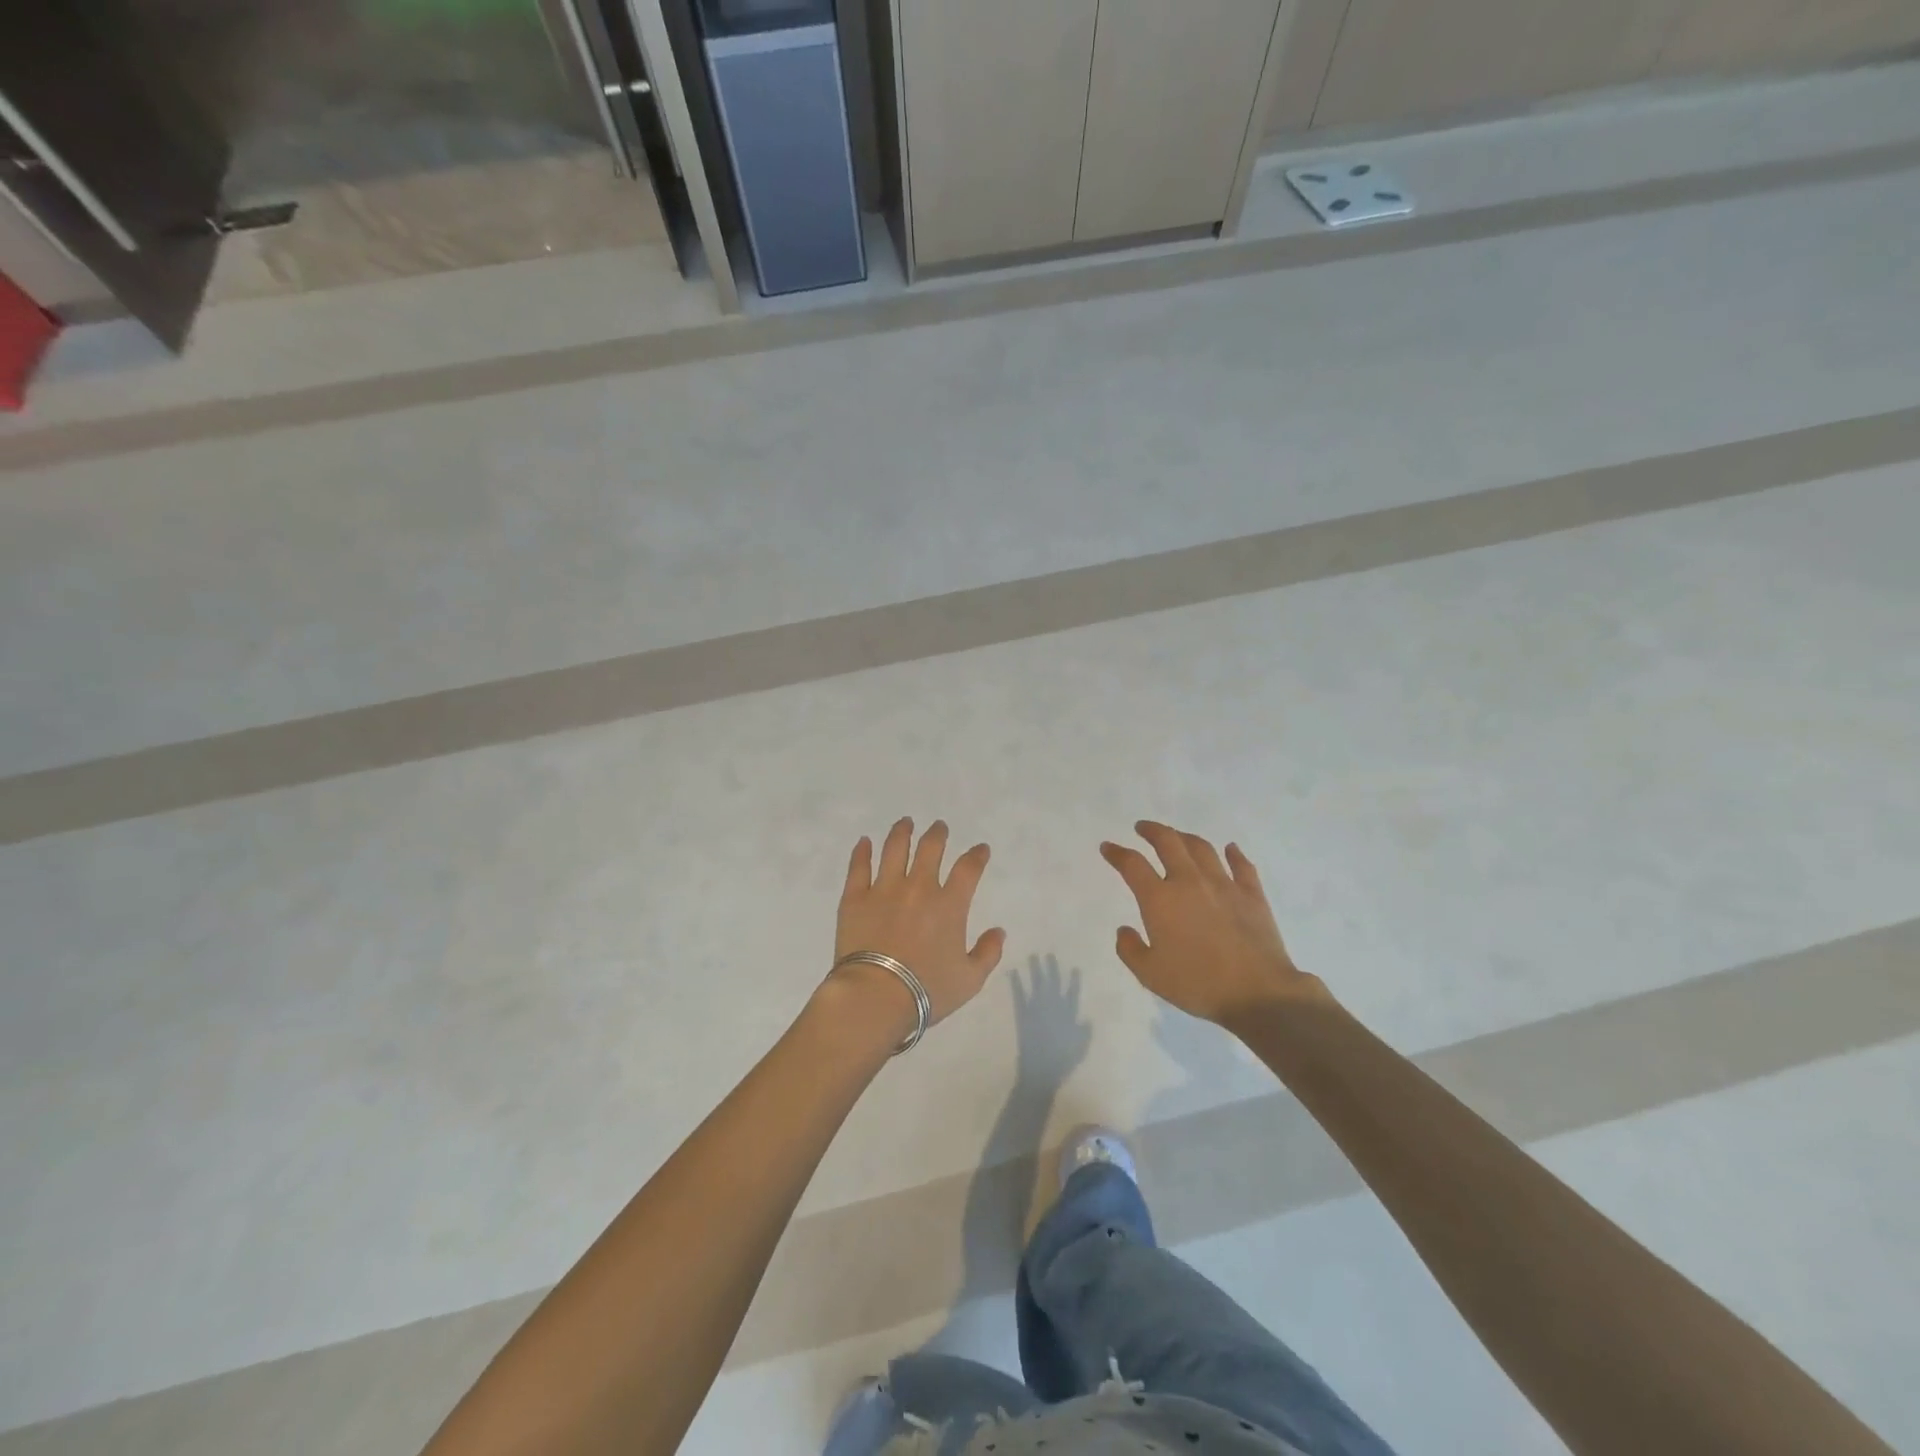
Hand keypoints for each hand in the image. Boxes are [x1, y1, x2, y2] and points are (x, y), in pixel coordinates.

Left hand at [827, 818, 1006, 1040]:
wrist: (875, 997)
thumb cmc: (926, 991)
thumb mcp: (970, 980)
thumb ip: (988, 953)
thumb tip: (999, 931)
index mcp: (949, 905)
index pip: (968, 869)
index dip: (977, 855)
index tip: (980, 849)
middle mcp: (918, 888)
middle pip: (930, 848)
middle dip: (937, 834)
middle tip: (939, 827)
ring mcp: (884, 889)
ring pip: (894, 849)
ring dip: (902, 832)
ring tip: (905, 822)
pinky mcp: (855, 897)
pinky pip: (858, 867)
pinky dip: (862, 852)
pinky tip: (864, 842)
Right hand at [1100, 821, 1328, 1026]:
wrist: (1257, 992)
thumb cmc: (1197, 984)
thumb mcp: (1150, 975)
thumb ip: (1130, 950)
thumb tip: (1124, 930)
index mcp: (1160, 899)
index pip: (1132, 864)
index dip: (1117, 853)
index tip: (1108, 847)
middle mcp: (1189, 881)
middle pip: (1168, 842)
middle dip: (1151, 830)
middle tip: (1142, 828)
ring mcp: (1224, 884)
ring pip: (1202, 848)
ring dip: (1185, 837)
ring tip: (1178, 837)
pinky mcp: (1252, 894)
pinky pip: (1242, 866)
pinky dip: (1234, 854)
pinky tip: (1230, 849)